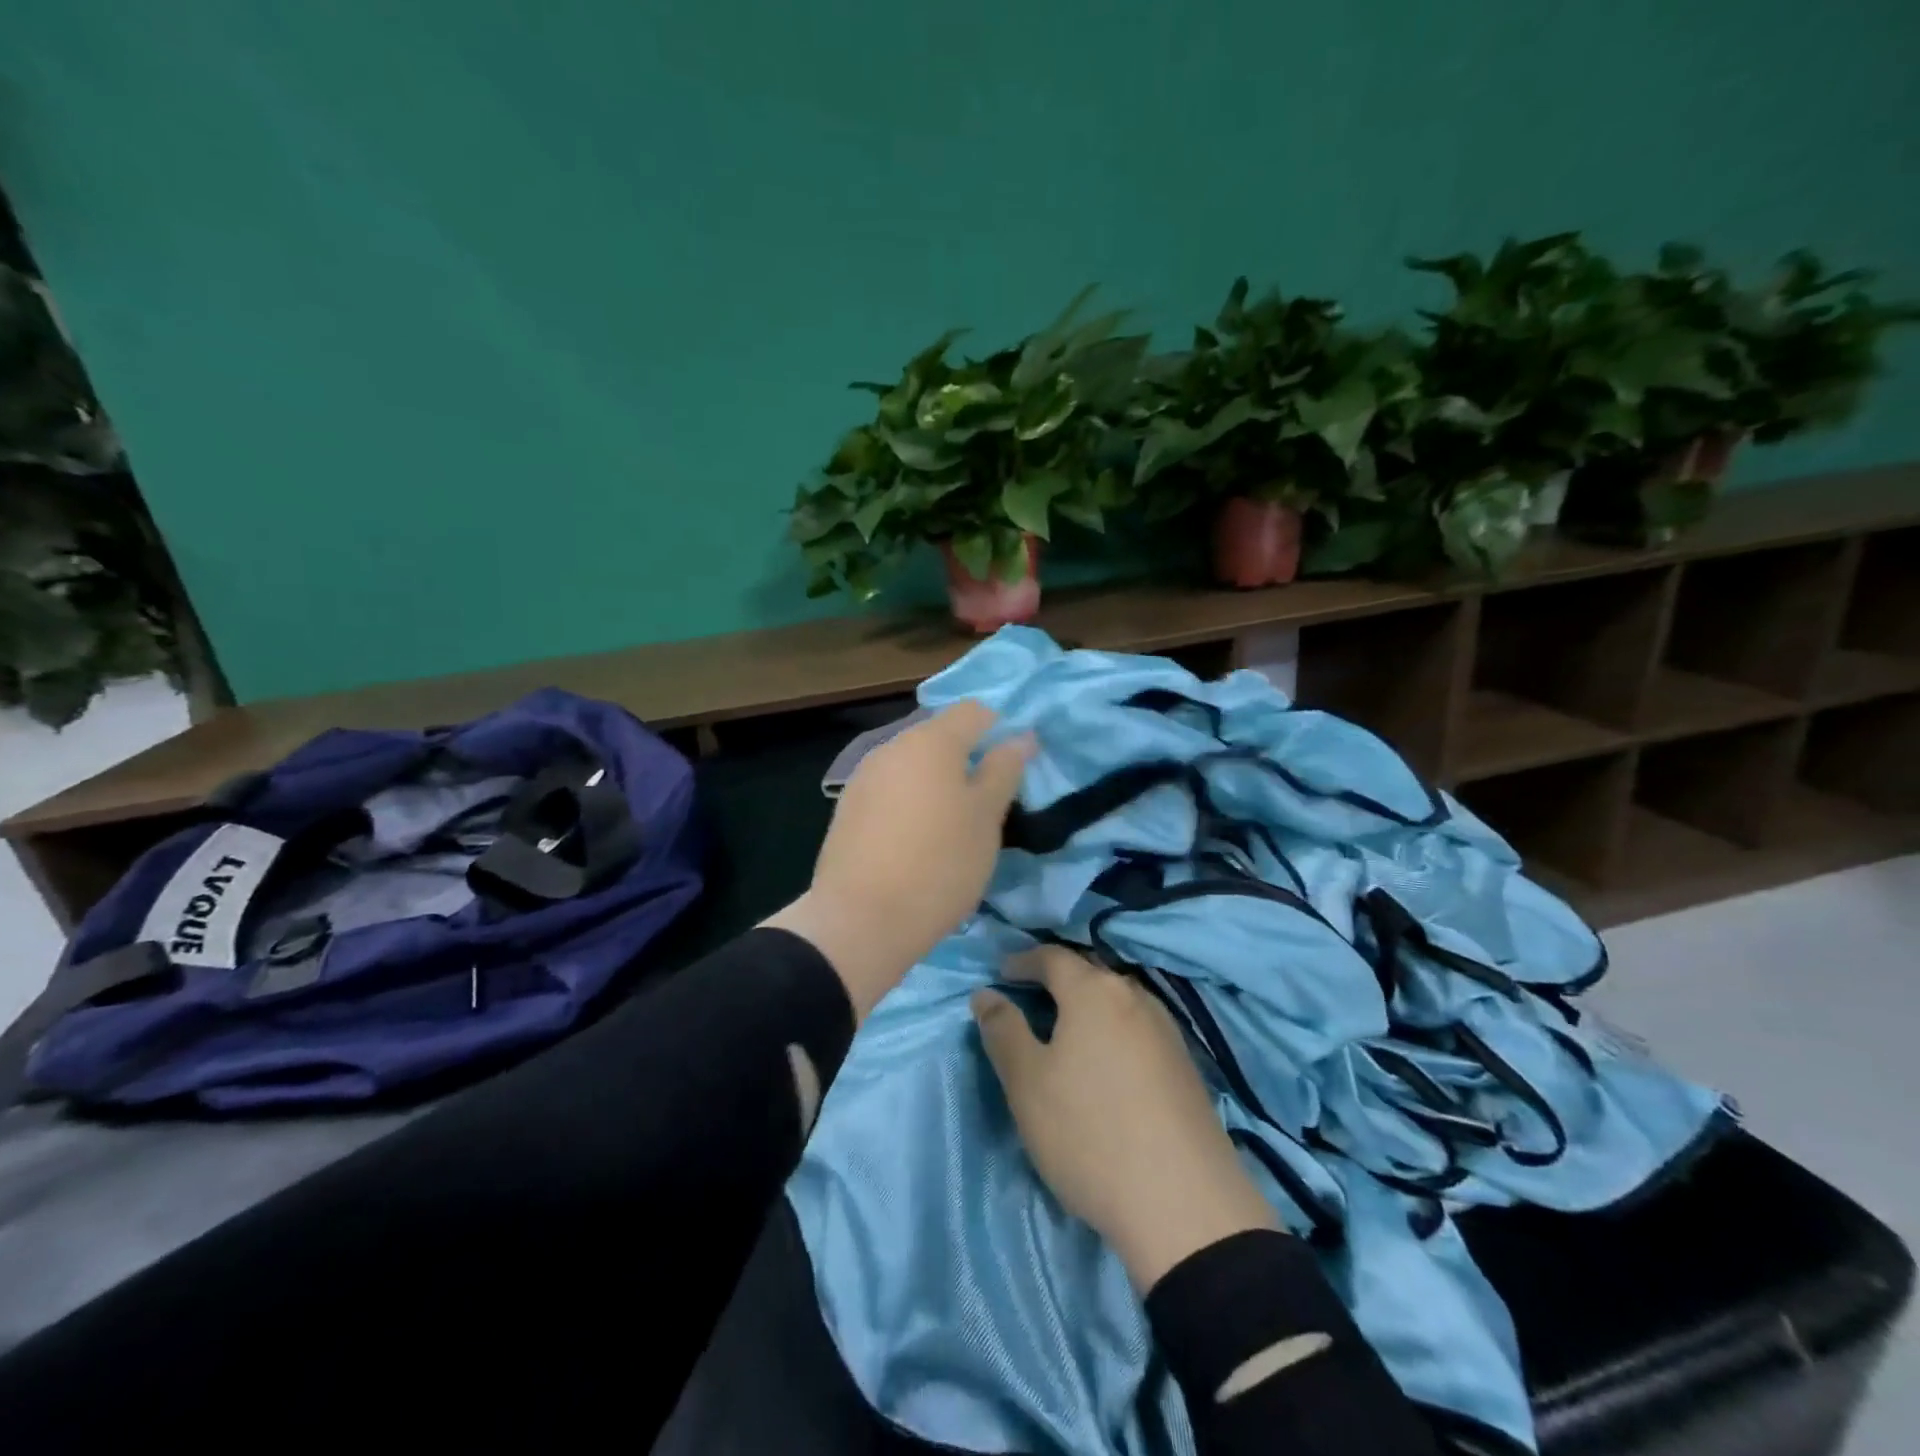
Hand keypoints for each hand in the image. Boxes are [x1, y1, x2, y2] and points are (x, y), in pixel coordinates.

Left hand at [765, 701, 1031, 1019]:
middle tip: (988, 802)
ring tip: (953, 825)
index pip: (974, 711)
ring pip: (913, 764)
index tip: (1014, 767)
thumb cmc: (940, 864)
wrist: (860, 920)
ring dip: (937, 781)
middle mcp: (892, 746)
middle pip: (940, 736)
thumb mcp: (986, 818)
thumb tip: (1020, 737)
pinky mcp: (847, 808)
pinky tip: (916, 839)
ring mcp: (864, 777)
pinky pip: (890, 789)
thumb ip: (1004, 770)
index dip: (1000, 729)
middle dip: (967, 758)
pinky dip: (910, 801)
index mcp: (931, 740)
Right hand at [972, 946, 1279, 1292]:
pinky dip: (1113, 1033)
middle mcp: (1135, 997)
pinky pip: (1138, 1030)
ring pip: (1117, 1002)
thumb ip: (1002, 1031)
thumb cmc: (1089, 1133)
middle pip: (1088, 974)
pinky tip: (1106, 1064)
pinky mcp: (1186, 1066)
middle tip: (1028, 999)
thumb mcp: (1026, 1083)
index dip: (1022, 961)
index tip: (1001, 975)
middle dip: (1056, 981)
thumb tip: (986, 994)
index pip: (1052, 956)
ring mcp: (1168, 1031)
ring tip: (1065, 1033)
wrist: (1184, 1203)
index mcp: (1094, 990)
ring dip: (1088, 1008)